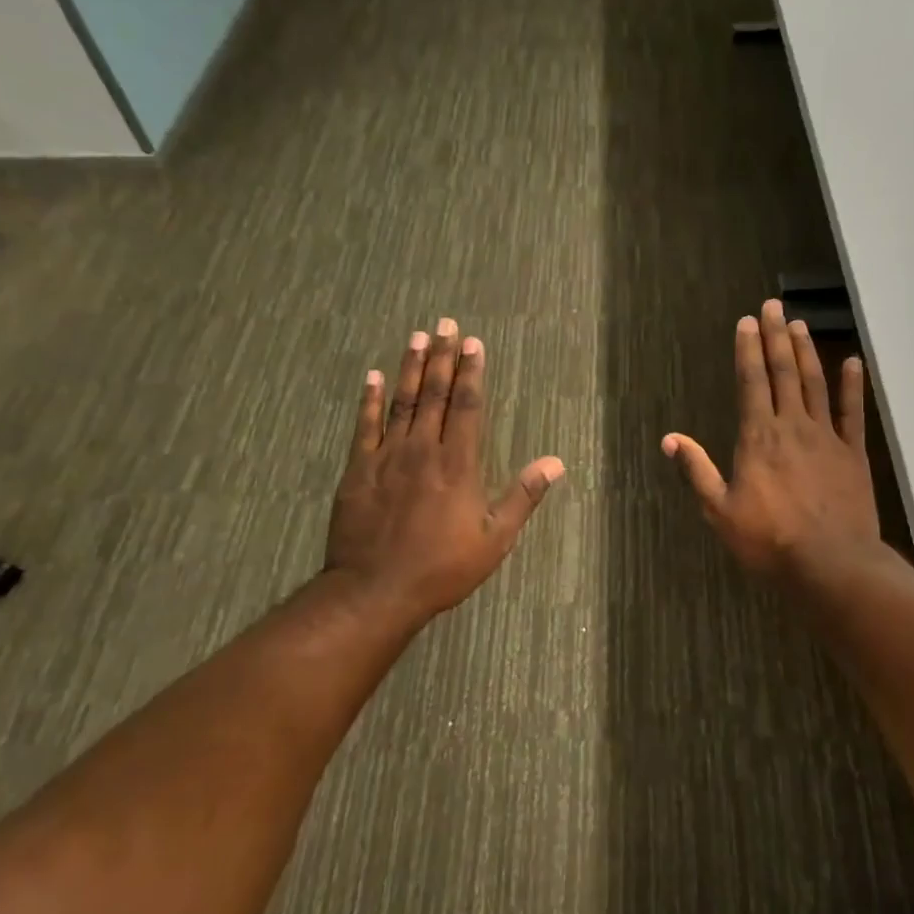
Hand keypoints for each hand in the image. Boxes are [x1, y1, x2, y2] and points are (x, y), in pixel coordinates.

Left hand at [322, 318, 563, 631]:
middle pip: (435, 394)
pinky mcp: (358, 469)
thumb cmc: (442, 568)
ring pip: (402, 402)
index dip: (472, 372)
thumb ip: (522, 496)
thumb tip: (554, 463)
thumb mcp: (494, 539)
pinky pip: (365, 426)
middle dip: (444, 357)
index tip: (474, 344)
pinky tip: (373, 377)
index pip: (468, 406)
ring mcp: (387, 457)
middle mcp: (423, 450)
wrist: (375, 590)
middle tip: (447, 324)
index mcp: (458, 464)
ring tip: (418, 337)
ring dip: (411, 368)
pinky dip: (369, 400)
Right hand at [662, 299, 882, 580]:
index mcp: (758, 437)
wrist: (830, 563)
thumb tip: (670, 439)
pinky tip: (852, 363)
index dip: (747, 349)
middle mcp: (792, 426)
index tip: (746, 322)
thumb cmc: (768, 540)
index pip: (751, 382)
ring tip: (799, 324)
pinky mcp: (853, 453)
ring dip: (806, 352)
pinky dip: (852, 386)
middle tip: (773, 306)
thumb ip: (697, 470)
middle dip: (776, 337)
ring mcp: (826, 437)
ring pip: (815, 384)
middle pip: (783, 372)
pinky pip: (852, 413)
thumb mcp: (720, 510)